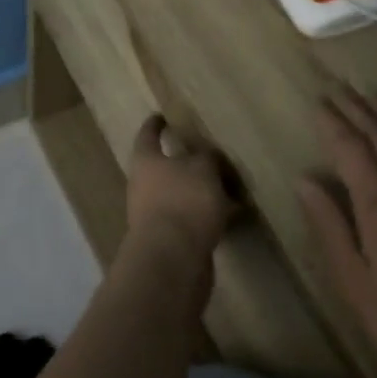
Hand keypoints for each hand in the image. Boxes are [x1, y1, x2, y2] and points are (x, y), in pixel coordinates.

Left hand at [125, 114, 238, 267]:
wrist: (172, 261)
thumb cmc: (183, 202)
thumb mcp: (202, 169)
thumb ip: (206, 157)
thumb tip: (207, 157)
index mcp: (146, 161)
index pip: (147, 135)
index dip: (154, 125)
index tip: (161, 116)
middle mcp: (144, 185)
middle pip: (163, 167)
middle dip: (183, 161)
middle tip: (208, 155)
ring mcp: (155, 215)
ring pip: (180, 195)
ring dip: (199, 191)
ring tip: (229, 186)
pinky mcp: (170, 241)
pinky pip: (191, 220)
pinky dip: (208, 215)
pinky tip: (232, 215)